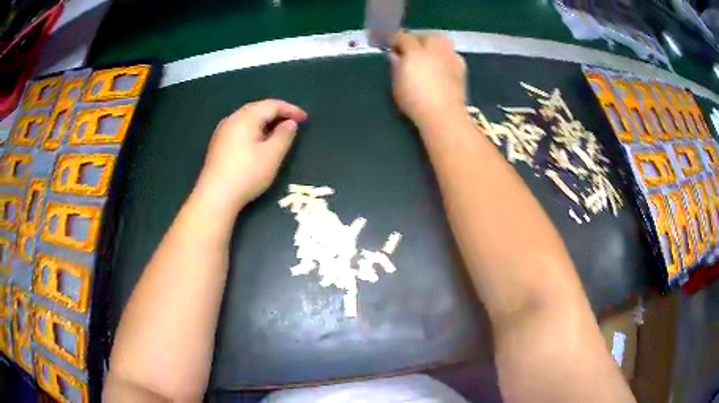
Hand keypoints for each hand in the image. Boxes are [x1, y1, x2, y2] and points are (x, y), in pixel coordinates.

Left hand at [196, 99, 307, 212]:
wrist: (215, 197)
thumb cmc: (246, 174)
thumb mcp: (272, 156)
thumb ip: (284, 136)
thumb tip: (290, 123)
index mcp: (246, 118)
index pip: (272, 105)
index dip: (290, 109)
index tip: (305, 119)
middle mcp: (232, 119)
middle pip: (258, 108)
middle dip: (277, 113)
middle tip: (293, 122)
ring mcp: (222, 131)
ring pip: (248, 118)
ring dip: (265, 121)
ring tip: (278, 131)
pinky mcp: (218, 144)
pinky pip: (240, 128)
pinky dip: (254, 129)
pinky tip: (259, 141)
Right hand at [390, 32, 466, 129]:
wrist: (444, 115)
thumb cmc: (415, 102)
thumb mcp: (397, 85)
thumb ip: (396, 66)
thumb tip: (394, 55)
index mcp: (415, 52)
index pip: (403, 37)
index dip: (395, 39)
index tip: (391, 45)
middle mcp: (434, 49)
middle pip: (425, 35)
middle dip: (417, 39)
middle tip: (410, 49)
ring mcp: (450, 56)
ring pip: (442, 41)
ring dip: (433, 44)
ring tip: (428, 54)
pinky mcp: (461, 66)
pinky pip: (452, 53)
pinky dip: (446, 55)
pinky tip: (442, 64)